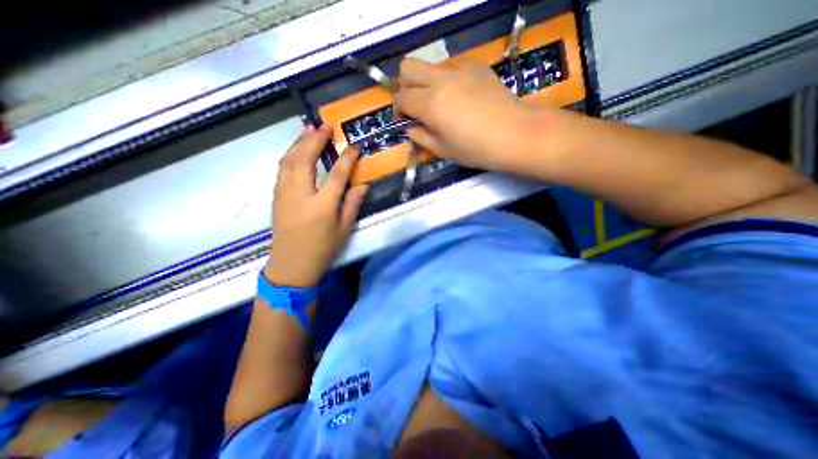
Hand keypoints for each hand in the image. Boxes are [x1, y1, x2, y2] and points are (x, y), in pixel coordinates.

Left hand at [265, 125, 366, 285]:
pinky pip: (282, 169)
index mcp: (322, 206)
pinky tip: (296, 149)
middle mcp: (301, 196)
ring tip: (309, 129)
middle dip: (315, 139)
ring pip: (288, 161)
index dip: (347, 157)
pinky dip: (290, 154)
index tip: (354, 145)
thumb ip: (353, 204)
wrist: (291, 265)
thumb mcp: (344, 229)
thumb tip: (363, 184)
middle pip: (305, 159)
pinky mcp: (277, 197)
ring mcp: (284, 195)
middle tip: (325, 126)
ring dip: (298, 142)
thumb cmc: (322, 249)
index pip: (336, 174)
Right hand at [396, 57, 541, 171]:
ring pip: (430, 67)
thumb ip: (420, 137)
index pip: (402, 98)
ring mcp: (460, 69)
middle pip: (408, 67)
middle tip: (415, 105)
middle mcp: (441, 80)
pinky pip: (452, 67)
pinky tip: (460, 96)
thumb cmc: (476, 149)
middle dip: (405, 86)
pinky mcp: (476, 66)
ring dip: (427, 83)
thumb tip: (409, 127)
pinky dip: (447, 80)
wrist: (515, 134)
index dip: (399, 110)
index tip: (405, 120)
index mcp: (431, 104)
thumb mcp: (443, 150)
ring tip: (440, 104)